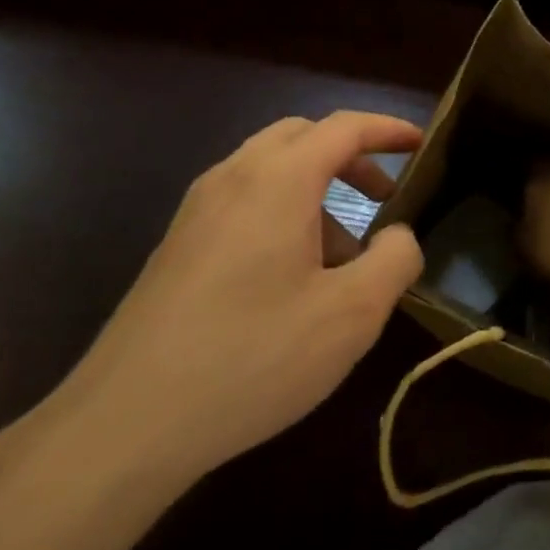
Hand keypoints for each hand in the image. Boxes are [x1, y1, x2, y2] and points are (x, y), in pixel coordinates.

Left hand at [48, 112, 424, 489]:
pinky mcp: (178, 247)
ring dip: (317, 189)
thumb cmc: (253, 356)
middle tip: (385, 196)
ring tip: (346, 253)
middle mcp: (232, 179)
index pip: (343, 127)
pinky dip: (284, 212)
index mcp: (278, 181)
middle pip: (301, 137)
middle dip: (351, 156)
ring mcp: (197, 212)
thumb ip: (394, 260)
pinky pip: (243, 203)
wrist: (127, 422)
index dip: (388, 129)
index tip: (422, 144)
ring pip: (269, 171)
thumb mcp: (352, 313)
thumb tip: (399, 235)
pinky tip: (295, 278)